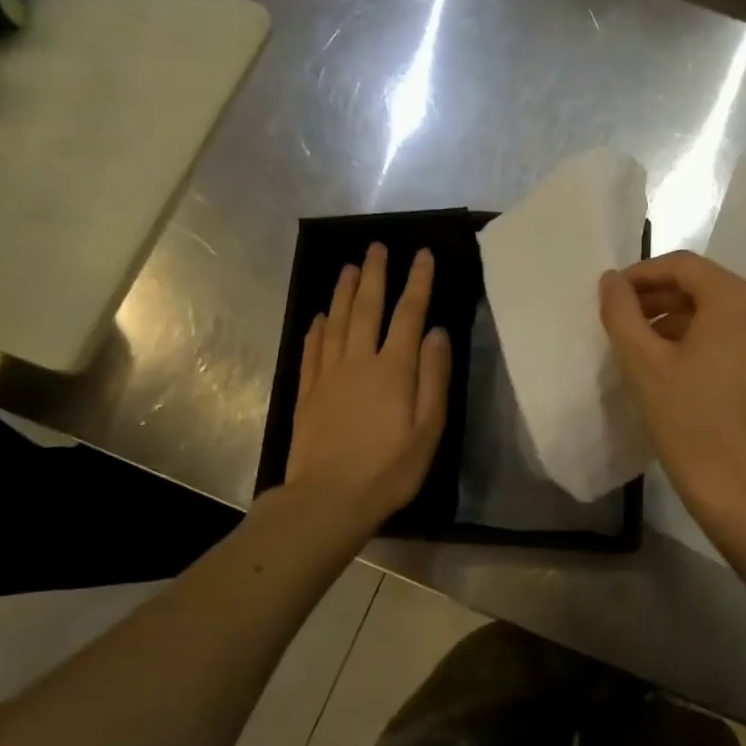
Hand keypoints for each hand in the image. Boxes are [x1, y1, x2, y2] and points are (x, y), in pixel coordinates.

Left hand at [284, 243, 451, 529]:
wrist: (328, 499)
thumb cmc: (389, 468)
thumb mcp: (428, 428)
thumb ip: (434, 377)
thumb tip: (437, 332)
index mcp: (393, 369)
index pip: (409, 314)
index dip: (418, 282)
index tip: (423, 254)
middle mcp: (359, 361)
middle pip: (366, 308)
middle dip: (374, 275)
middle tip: (377, 246)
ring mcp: (329, 375)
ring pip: (336, 322)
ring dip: (343, 292)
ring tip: (348, 267)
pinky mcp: (308, 393)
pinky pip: (312, 350)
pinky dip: (316, 329)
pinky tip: (318, 317)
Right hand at [598, 251, 745, 520]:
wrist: (737, 486)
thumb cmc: (687, 420)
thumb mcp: (644, 362)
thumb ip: (621, 313)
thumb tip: (611, 280)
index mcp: (736, 300)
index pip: (683, 266)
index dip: (642, 274)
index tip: (610, 295)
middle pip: (701, 285)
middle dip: (656, 297)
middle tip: (618, 318)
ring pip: (713, 310)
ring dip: (672, 318)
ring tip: (635, 341)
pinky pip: (727, 333)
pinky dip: (695, 336)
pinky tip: (664, 360)